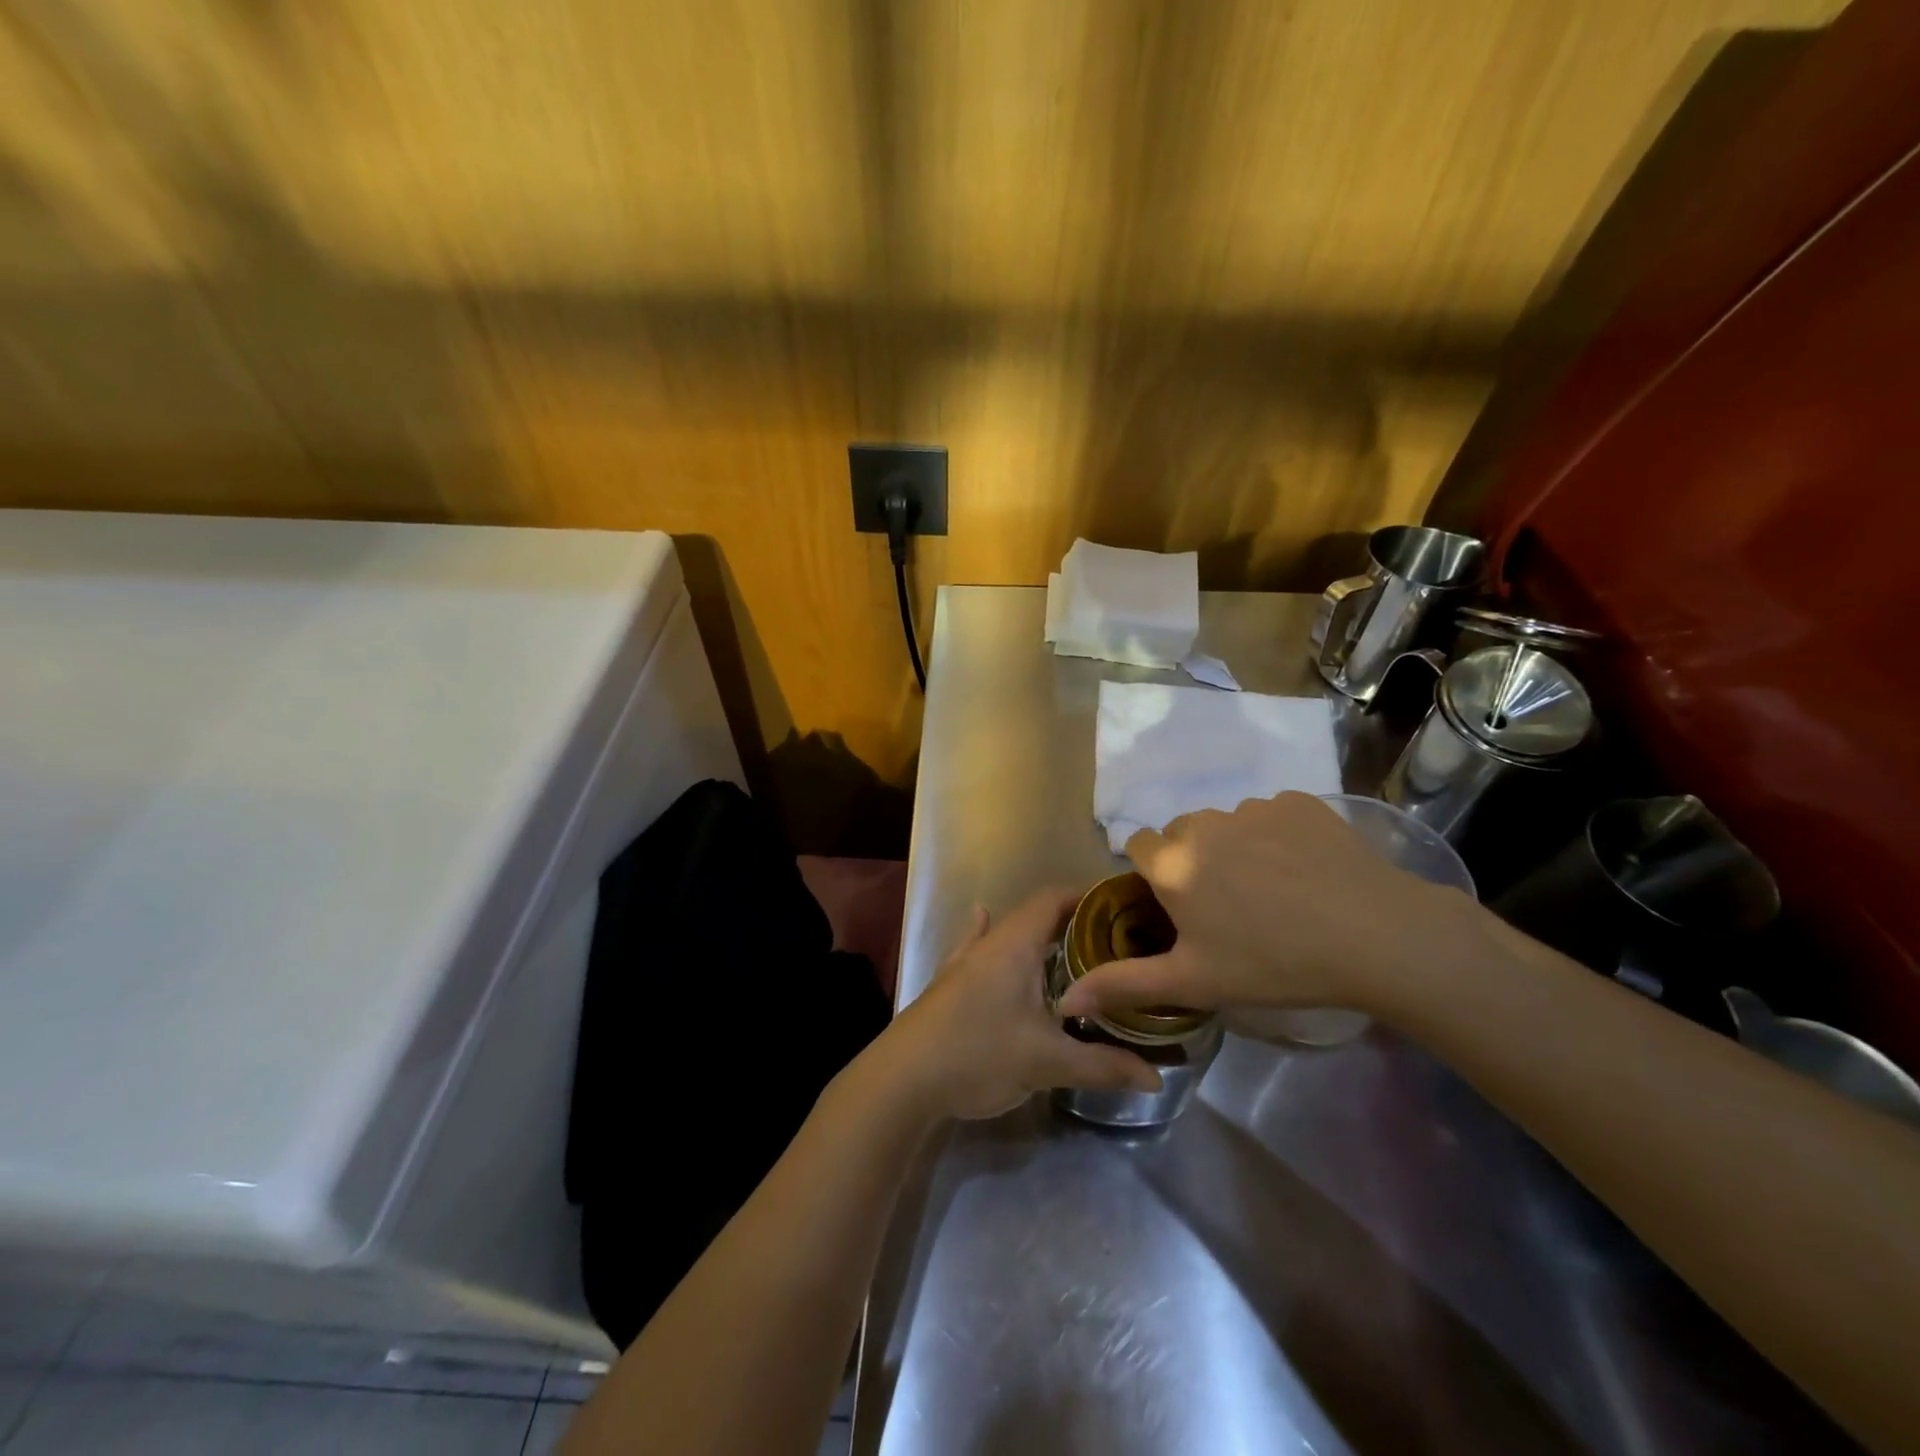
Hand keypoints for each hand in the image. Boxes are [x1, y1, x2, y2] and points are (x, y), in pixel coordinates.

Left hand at [883, 887, 1161, 1120]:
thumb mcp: (1046, 1061)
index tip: (1124, 914)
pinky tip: (985, 925)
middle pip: (1036, 917)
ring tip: (1076, 957)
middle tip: (1115, 949)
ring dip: (1041, 942)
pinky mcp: (951, 985)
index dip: (1089, 899)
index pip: (1054, 898)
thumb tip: (1157, 1078)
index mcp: (1014, 943)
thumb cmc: (978, 1054)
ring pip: (1010, 936)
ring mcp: (965, 962)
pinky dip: (998, 945)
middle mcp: (989, 942)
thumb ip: (1103, 1065)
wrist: (902, 1079)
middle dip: (1074, 927)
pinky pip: (981, 951)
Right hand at [1055, 792, 1480, 1020]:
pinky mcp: (1298, 802)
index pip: (1139, 845)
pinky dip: (1279, 837)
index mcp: (1173, 863)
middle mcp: (1204, 823)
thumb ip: (1125, 985)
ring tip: (1275, 891)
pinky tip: (1307, 872)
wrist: (1376, 936)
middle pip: (1183, 834)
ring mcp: (1253, 807)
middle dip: (1195, 861)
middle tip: (1230, 906)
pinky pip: (1271, 816)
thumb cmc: (1274, 963)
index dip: (1154, 873)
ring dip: (1236, 848)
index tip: (1180, 904)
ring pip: (1228, 824)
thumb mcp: (1195, 982)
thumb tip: (1066, 997)